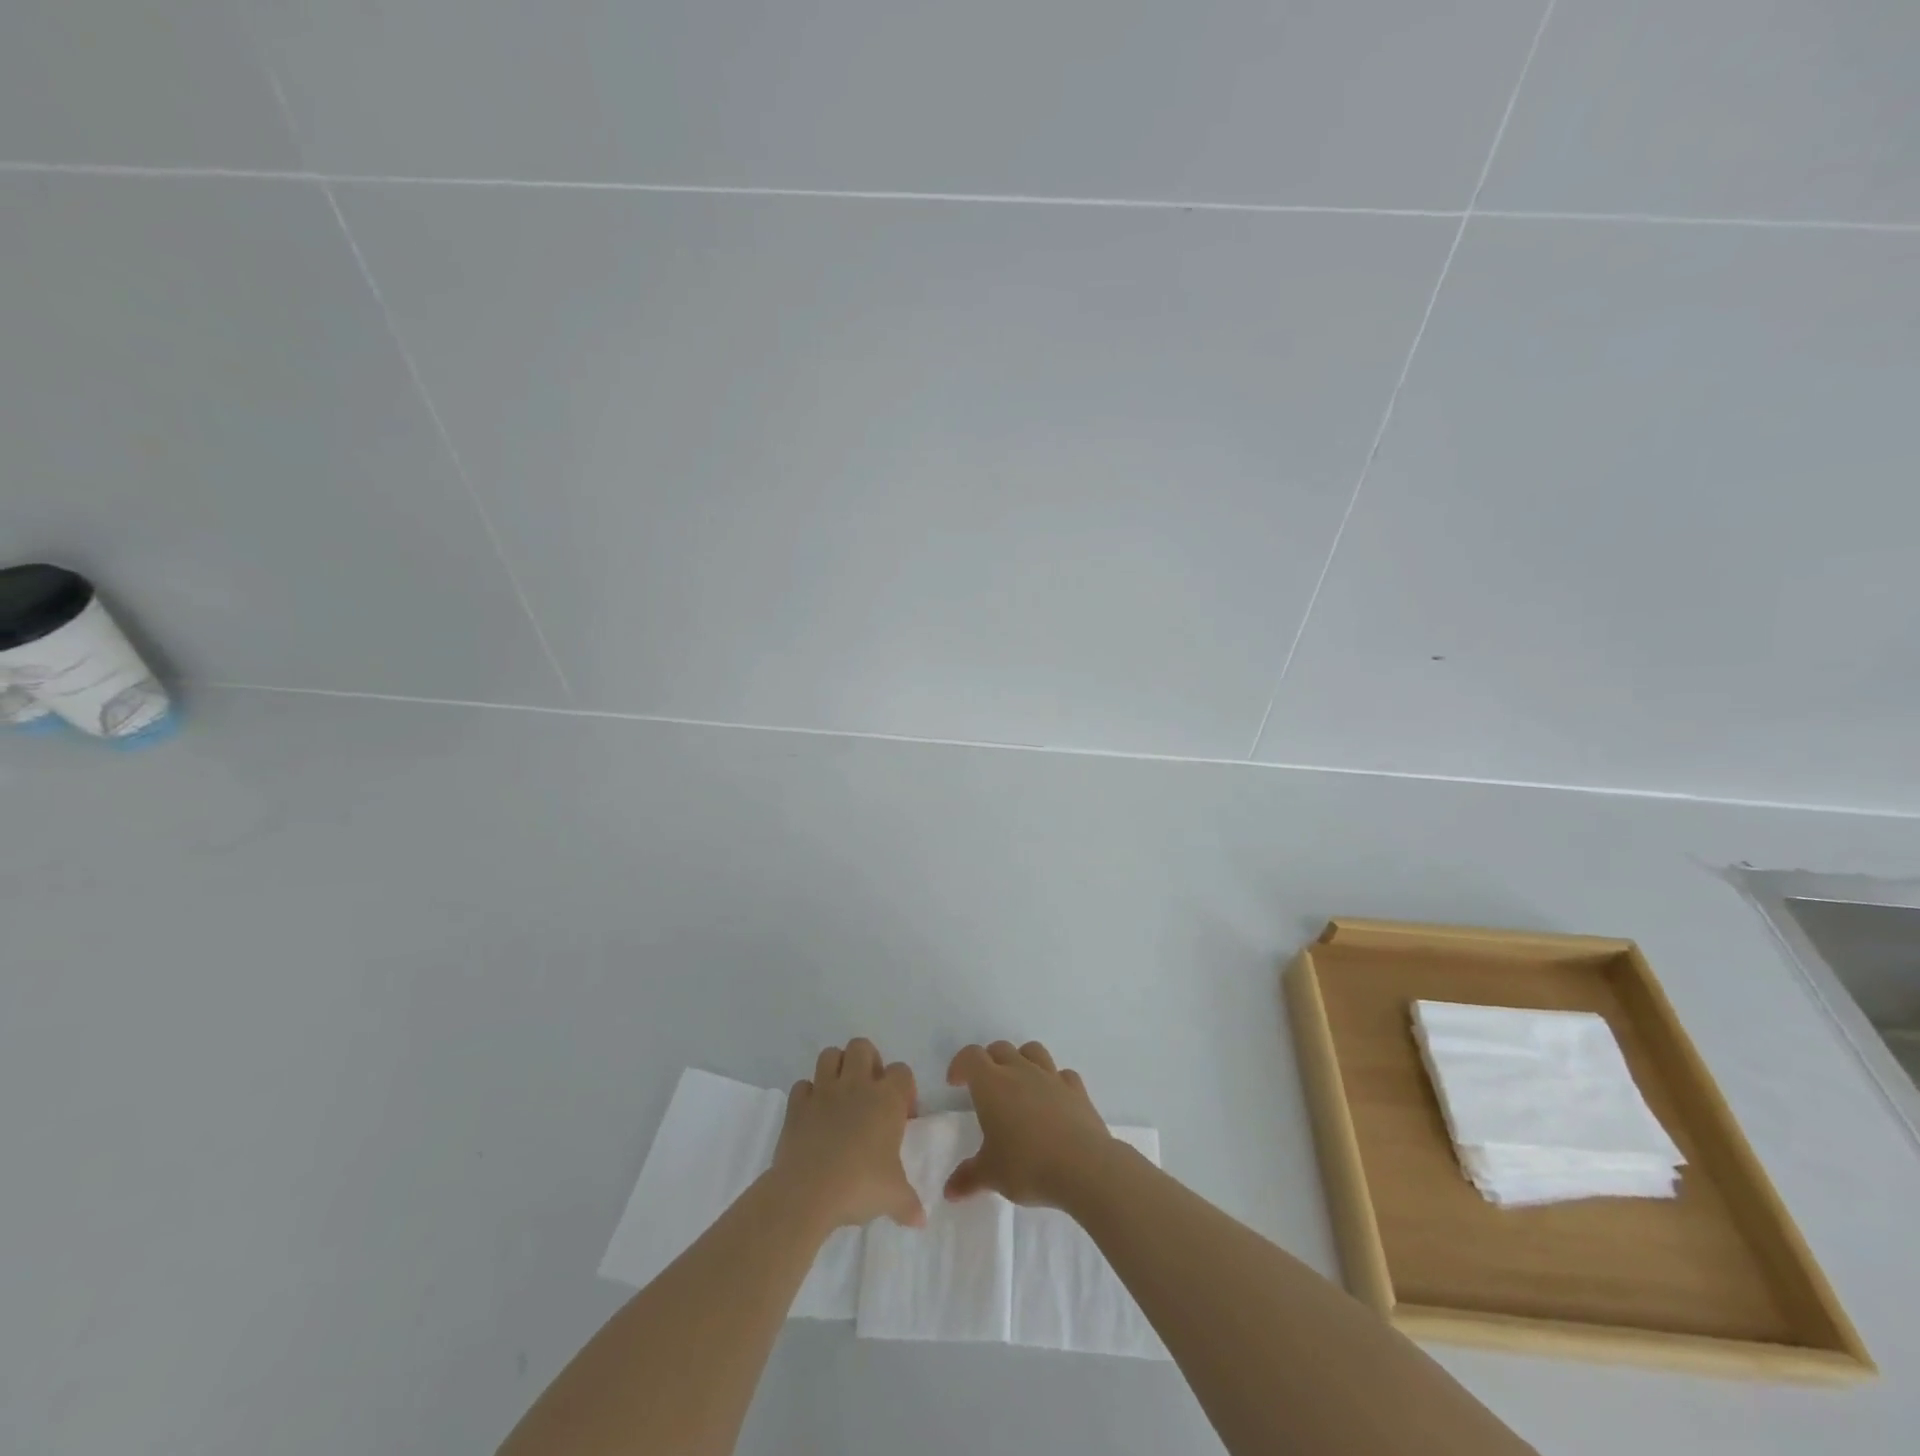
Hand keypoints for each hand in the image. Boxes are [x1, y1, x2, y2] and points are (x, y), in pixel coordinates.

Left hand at [770, 1038, 923, 1231]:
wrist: (807, 1192)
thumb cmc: (859, 1185)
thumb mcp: (893, 1197)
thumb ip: (909, 1203)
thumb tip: (921, 1220)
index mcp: (886, 1099)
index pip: (902, 1071)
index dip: (904, 1088)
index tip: (902, 1115)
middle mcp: (856, 1085)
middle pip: (862, 1047)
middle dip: (868, 1061)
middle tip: (870, 1092)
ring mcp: (823, 1091)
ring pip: (830, 1055)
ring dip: (836, 1068)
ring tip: (841, 1095)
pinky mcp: (797, 1104)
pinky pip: (802, 1086)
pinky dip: (808, 1095)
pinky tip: (813, 1115)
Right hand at [944, 1040, 1116, 1208]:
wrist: (1084, 1167)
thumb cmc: (1028, 1165)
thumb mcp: (991, 1175)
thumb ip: (968, 1178)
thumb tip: (949, 1191)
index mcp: (992, 1084)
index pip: (971, 1057)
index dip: (960, 1065)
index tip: (955, 1083)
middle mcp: (1021, 1071)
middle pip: (1000, 1049)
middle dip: (989, 1061)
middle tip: (984, 1087)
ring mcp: (1051, 1077)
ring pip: (1033, 1051)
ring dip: (1022, 1060)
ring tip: (1019, 1084)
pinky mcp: (1077, 1090)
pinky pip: (1062, 1074)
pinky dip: (1055, 1081)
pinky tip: (1053, 1100)